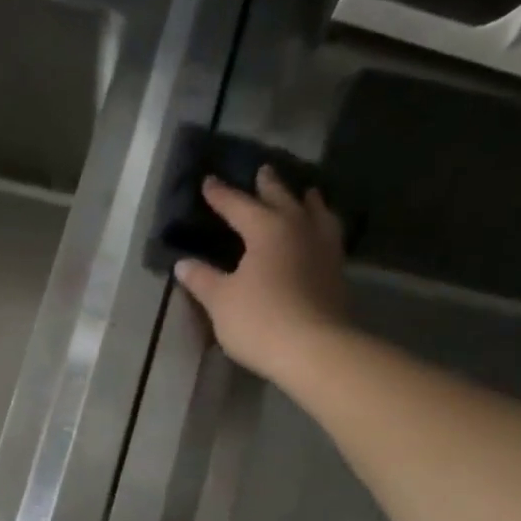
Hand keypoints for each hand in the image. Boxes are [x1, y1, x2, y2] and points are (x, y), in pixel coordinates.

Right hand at [173, 165, 347, 383]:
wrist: (314, 349)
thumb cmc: (260, 320)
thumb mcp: (220, 301)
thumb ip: (202, 279)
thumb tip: (183, 264)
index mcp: (266, 229)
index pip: (238, 205)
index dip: (221, 195)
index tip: (208, 182)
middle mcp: (298, 229)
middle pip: (282, 199)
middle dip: (269, 185)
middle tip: (263, 171)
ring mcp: (323, 248)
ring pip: (316, 213)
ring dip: (307, 201)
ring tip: (306, 194)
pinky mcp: (337, 271)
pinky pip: (329, 235)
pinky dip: (321, 226)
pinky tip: (319, 234)